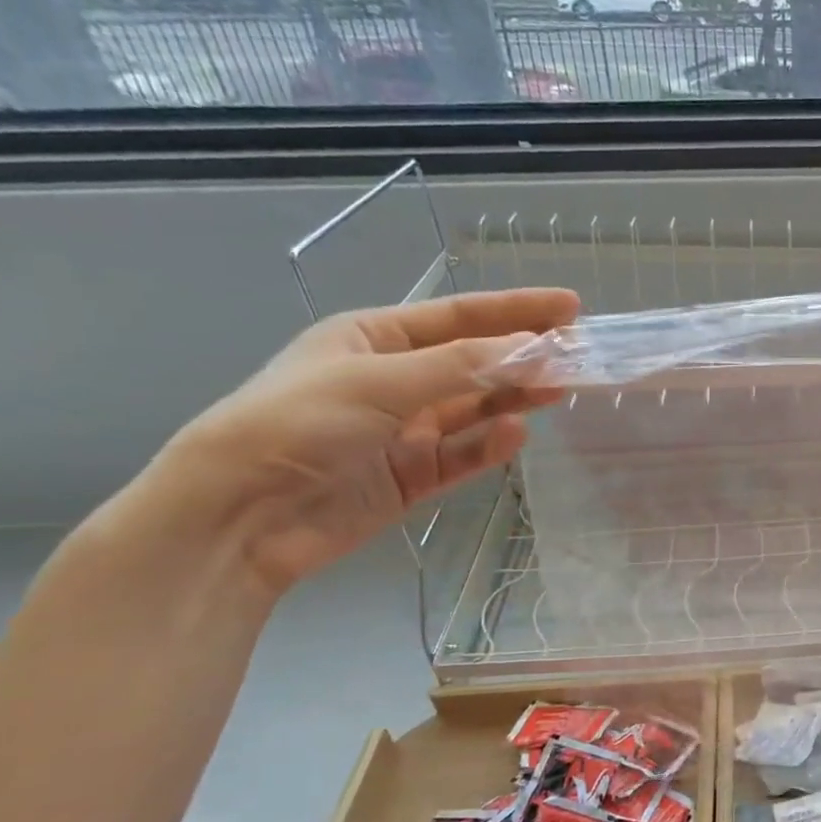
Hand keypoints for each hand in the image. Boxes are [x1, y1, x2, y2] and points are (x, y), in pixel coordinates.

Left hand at [150, 288, 577, 594]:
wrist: (243, 515)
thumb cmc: (299, 423)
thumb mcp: (379, 381)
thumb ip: (460, 365)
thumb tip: (532, 348)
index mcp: (375, 338)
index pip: (460, 317)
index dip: (516, 310)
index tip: (570, 306)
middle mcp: (394, 379)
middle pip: (474, 362)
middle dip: (524, 356)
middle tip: (577, 354)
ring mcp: (405, 430)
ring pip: (475, 408)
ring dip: (515, 397)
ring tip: (560, 390)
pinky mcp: (413, 476)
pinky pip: (463, 454)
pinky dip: (490, 445)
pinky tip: (517, 435)